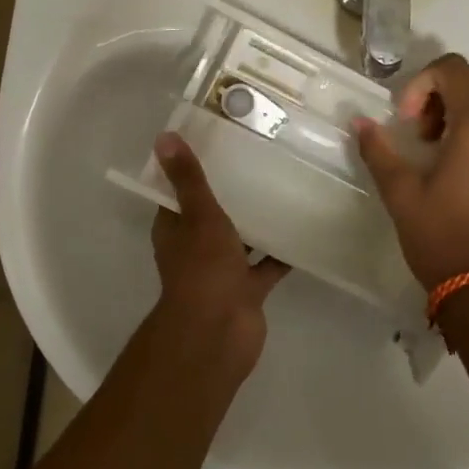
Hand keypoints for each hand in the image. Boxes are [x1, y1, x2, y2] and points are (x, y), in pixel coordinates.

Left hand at [149, 132, 289, 373]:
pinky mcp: (247, 288)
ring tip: (285, 186)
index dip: (193, 170)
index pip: (180, 192)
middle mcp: (195, 247)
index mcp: (175, 229)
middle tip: (260, 158)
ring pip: (241, 238)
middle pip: (212, 214)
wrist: (219, 332)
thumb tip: (164, 137)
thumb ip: (188, 179)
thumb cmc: (203, 269)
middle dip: (231, 192)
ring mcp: (222, 269)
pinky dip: (282, 251)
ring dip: (257, 220)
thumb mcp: (198, 215)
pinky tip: (304, 227)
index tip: (218, 142)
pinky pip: (267, 264)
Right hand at [354, 54, 468, 292]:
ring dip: (458, 101)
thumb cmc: (440, 236)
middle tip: (416, 124)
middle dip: (439, 87)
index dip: (420, 84)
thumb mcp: (400, 192)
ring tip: (431, 138)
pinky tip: (449, 153)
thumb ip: (378, 150)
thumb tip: (359, 122)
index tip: (404, 121)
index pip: (453, 70)